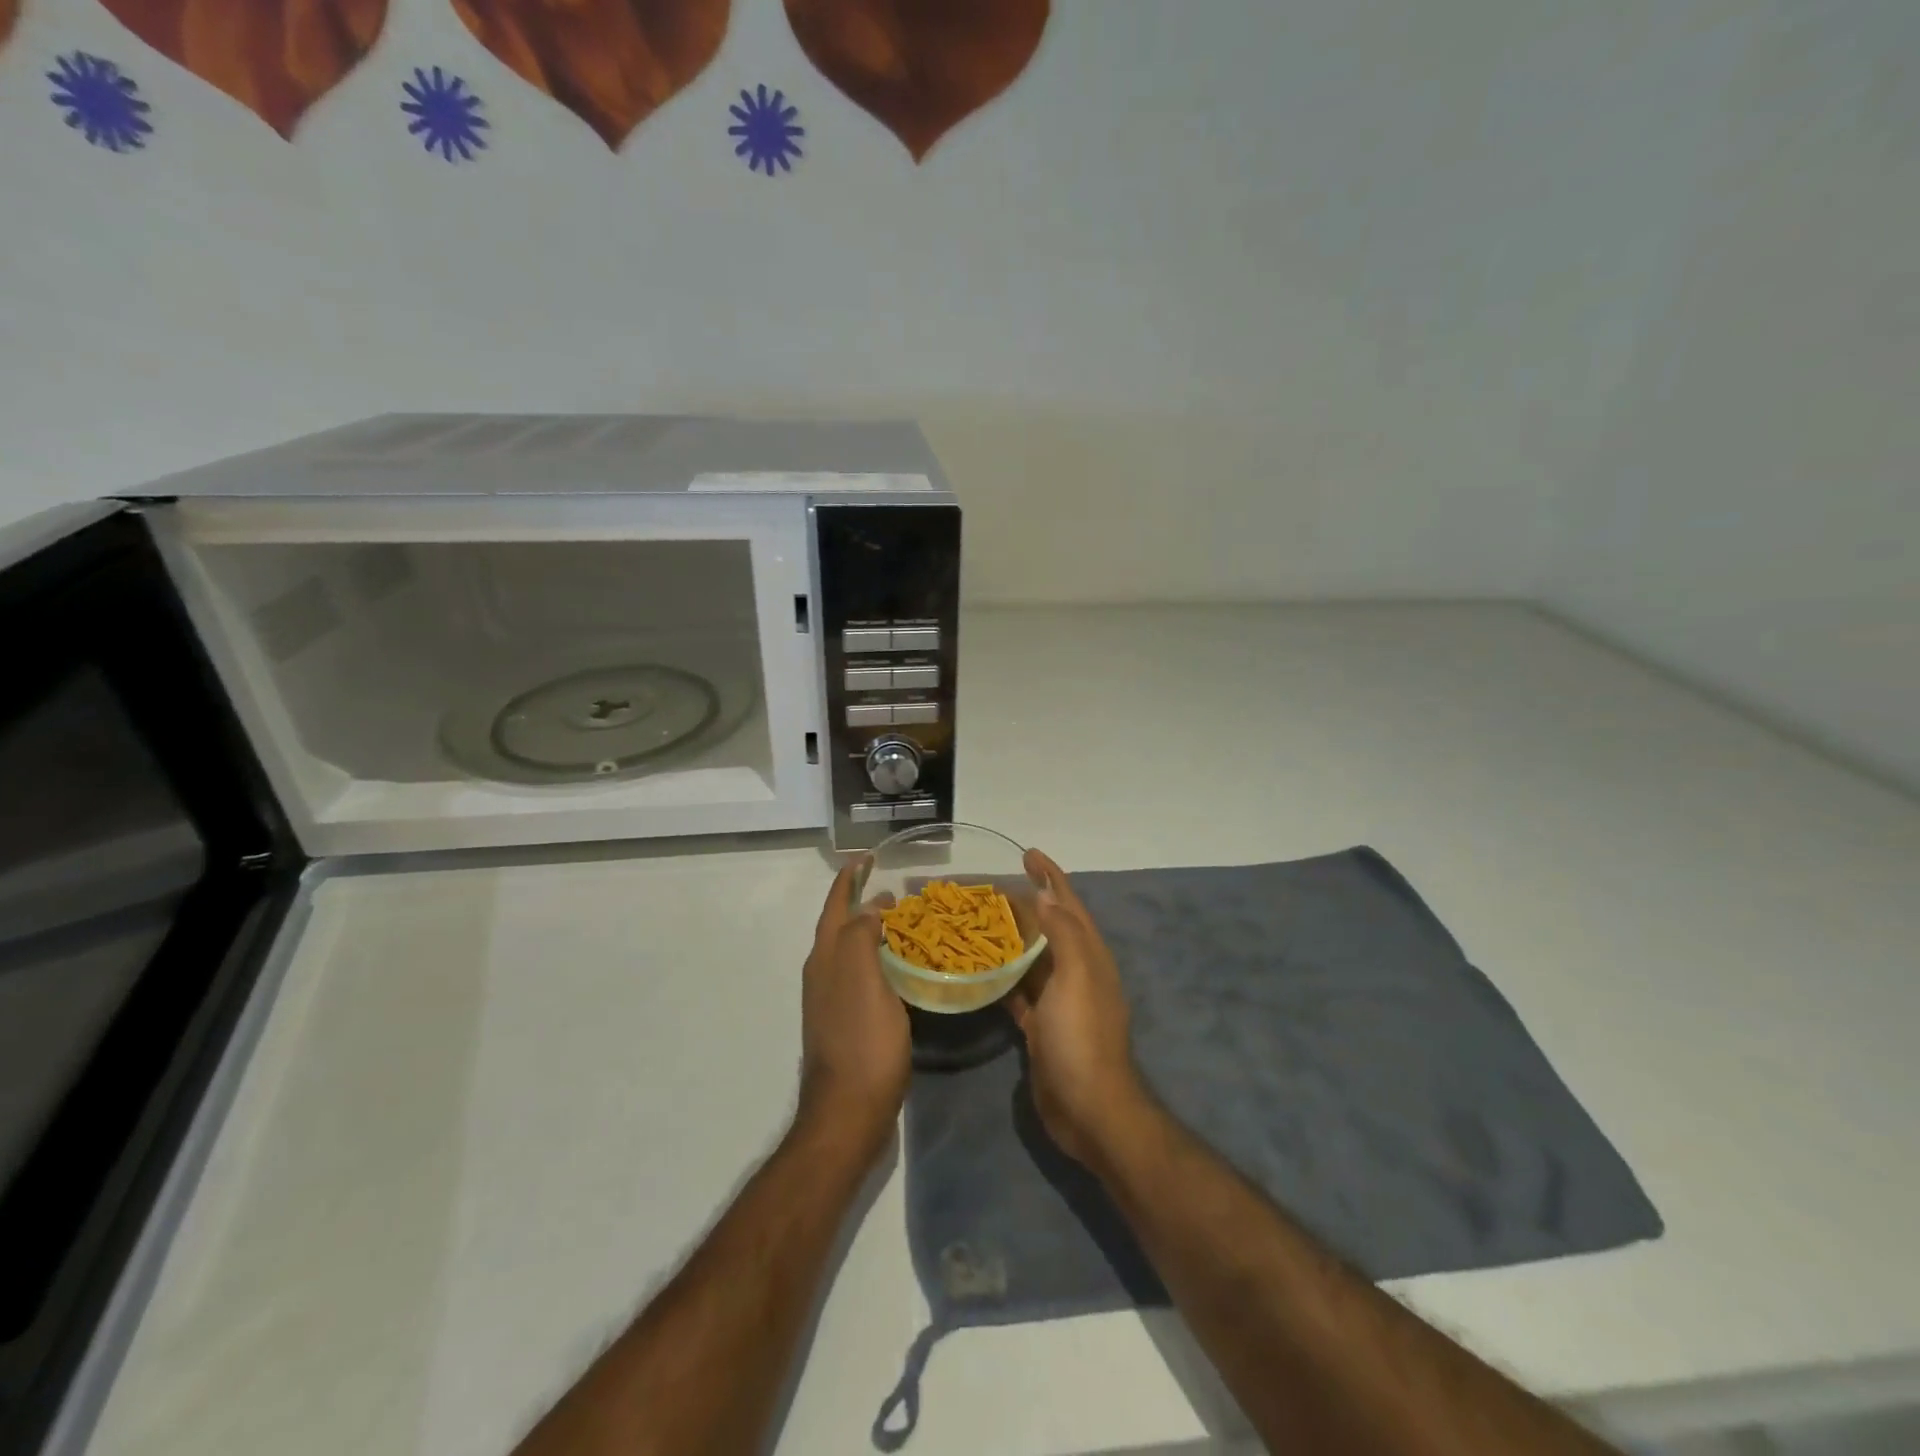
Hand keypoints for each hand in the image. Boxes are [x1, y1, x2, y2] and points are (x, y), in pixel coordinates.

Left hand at [797, 858, 909, 1159]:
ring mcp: (832, 1000)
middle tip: (895, 890)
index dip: (849, 879)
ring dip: (871, 930)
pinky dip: (878, 958)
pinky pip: (862, 974)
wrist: (849, 1111)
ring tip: (902, 921)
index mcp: (826, 958)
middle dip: (860, 902)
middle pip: (840, 926)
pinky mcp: (847, 1022)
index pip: (835, 905)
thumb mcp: (865, 980)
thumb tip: (869, 907)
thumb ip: (861, 936)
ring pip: (851, 950)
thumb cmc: (862, 1042)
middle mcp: (823, 973)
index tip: (868, 857)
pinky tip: (900, 967)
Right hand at [1006, 849, 1150, 1166]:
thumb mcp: (1077, 977)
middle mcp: (1076, 972)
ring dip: (1010, 939)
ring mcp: (1058, 1002)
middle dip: (1025, 904)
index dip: (1051, 876)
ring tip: (978, 921)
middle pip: (1048, 927)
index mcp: (1089, 956)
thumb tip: (1045, 894)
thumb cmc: (1082, 1036)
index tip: (1027, 853)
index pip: (1068, 904)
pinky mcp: (1040, 1028)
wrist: (1089, 1109)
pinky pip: (1019, 992)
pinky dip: (1003, 977)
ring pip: (1032, 959)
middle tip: (989, 888)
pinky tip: (980, 971)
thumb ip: (1062, 933)